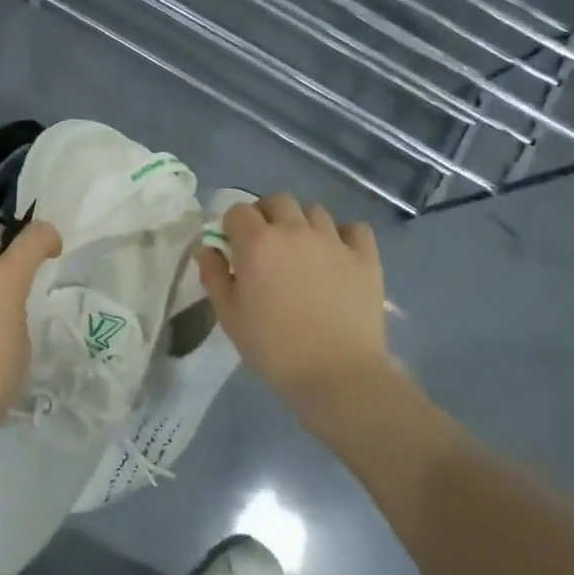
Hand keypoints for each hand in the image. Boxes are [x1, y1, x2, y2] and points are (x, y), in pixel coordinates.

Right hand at [198, 194, 396, 430]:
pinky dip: (344, 235)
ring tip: (302, 252)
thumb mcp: (230, 316)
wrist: (336, 373)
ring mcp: (334, 241)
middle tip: (266, 245)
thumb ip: (214, 276)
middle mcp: (295, 231)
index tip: (234, 248)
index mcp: (258, 243)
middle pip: (278, 201)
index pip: (238, 211)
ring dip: (302, 224)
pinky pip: (355, 228)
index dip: (232, 226)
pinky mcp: (365, 257)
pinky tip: (338, 256)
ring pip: (314, 211)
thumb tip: (208, 249)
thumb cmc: (273, 347)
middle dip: (267, 215)